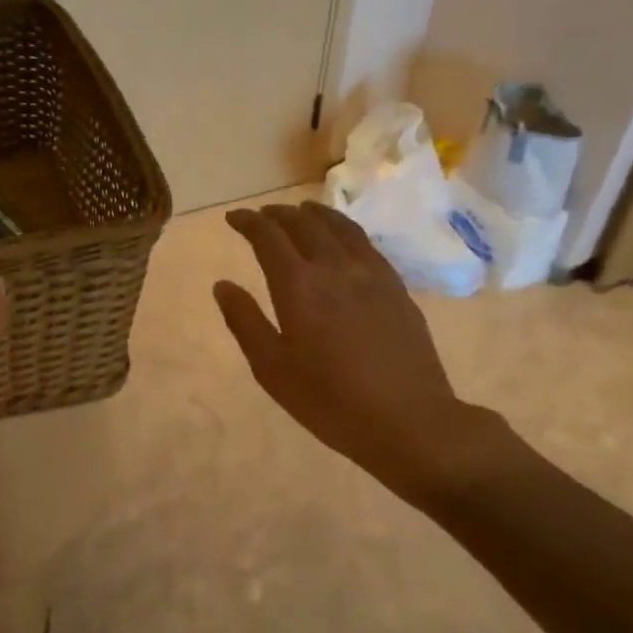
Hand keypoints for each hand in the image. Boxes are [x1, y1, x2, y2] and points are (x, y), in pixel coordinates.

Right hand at [214, 202, 512, 507]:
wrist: (409, 420)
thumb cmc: (330, 402)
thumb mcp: (273, 370)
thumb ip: (245, 322)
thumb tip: (222, 285)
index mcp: (299, 287)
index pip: (268, 237)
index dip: (248, 222)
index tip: (233, 218)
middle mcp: (335, 268)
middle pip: (303, 224)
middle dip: (277, 214)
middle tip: (261, 216)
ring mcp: (371, 274)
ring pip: (339, 227)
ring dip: (313, 214)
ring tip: (300, 212)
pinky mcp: (396, 286)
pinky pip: (365, 243)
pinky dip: (344, 229)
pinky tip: (342, 239)